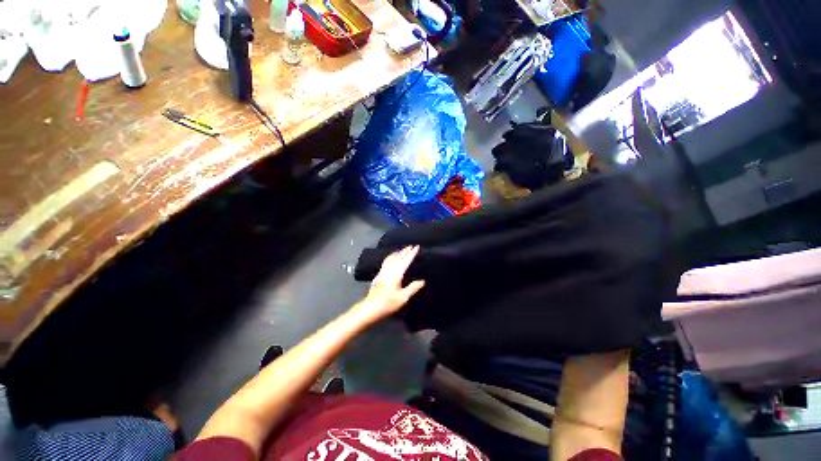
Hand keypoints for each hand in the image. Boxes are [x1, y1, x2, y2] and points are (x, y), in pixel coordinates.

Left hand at [351, 246, 425, 323]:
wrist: (370, 307)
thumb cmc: (388, 303)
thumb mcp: (403, 297)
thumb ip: (413, 288)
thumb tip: (422, 281)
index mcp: (396, 274)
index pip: (406, 261)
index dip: (412, 253)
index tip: (416, 247)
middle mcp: (389, 270)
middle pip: (398, 257)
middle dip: (405, 251)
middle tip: (411, 246)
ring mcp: (383, 271)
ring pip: (391, 258)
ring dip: (398, 253)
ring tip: (402, 250)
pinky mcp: (379, 275)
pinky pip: (386, 261)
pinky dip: (391, 257)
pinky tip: (391, 259)